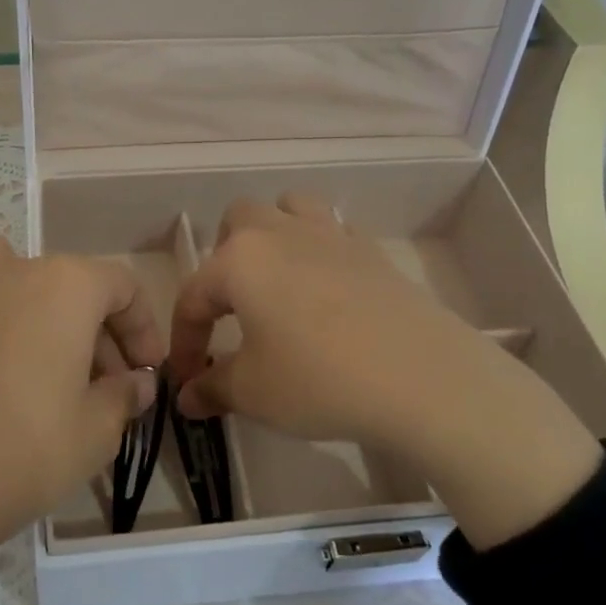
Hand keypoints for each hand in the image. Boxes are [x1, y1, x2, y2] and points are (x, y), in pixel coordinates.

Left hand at [0, 223, 163, 547]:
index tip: (142, 372)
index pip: (122, 287)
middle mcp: (12, 261)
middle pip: (63, 283)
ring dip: (15, 297)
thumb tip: (138, 381)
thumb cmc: (15, 456)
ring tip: (10, 348)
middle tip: (87, 387)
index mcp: (68, 286)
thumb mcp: (93, 438)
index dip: (140, 328)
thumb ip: (124, 397)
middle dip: (86, 330)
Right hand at [168, 194, 600, 549]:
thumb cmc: (318, 379)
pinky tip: (328, 289)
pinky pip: (334, 232)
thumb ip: (211, 388)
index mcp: (240, 260)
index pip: (193, 296)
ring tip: (277, 279)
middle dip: (224, 259)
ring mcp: (330, 234)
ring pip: (289, 208)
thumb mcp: (253, 392)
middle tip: (232, 308)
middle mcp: (280, 232)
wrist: (420, 378)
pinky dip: (321, 250)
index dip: (185, 341)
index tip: (188, 380)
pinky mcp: (371, 250)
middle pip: (238, 221)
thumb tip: (186, 396)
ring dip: (274, 233)